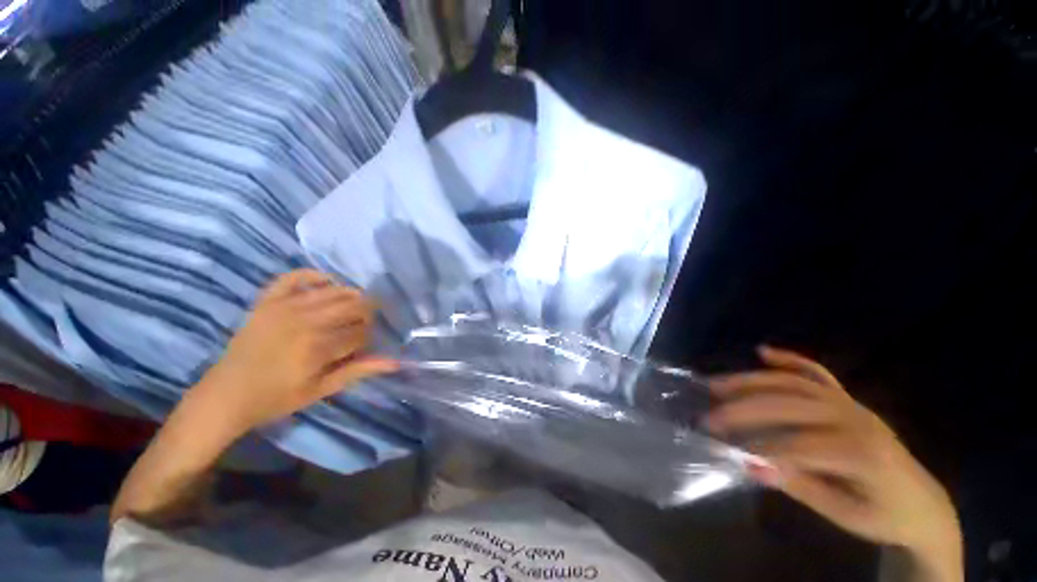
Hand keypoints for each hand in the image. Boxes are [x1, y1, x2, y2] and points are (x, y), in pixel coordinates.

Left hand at [193, 269, 397, 439]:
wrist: (226, 395)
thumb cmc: (276, 398)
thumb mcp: (321, 390)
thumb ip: (358, 371)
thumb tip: (394, 362)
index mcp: (318, 347)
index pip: (361, 331)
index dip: (369, 336)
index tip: (365, 344)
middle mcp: (306, 321)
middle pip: (353, 306)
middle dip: (366, 313)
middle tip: (364, 323)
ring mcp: (284, 307)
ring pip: (333, 291)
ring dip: (351, 296)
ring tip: (353, 306)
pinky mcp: (267, 301)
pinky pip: (293, 277)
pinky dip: (313, 275)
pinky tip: (327, 280)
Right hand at [707, 346, 961, 580]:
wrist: (924, 504)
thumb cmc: (883, 515)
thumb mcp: (844, 514)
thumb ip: (801, 487)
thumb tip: (752, 465)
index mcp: (863, 452)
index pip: (800, 444)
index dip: (761, 446)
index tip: (726, 450)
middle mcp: (855, 417)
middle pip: (789, 404)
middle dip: (744, 409)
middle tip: (709, 416)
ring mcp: (851, 403)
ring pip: (794, 383)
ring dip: (751, 381)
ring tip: (716, 384)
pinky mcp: (849, 398)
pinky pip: (816, 372)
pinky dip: (789, 359)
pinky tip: (763, 351)